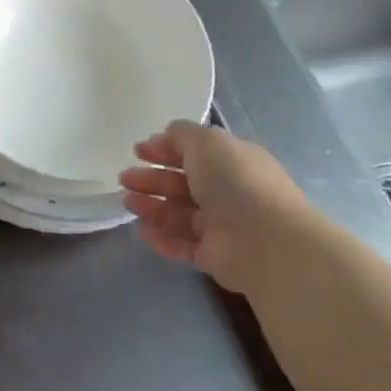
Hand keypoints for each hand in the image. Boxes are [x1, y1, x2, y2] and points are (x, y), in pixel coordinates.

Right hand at [118, 120, 312, 281]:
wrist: (266, 242)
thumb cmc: (236, 182)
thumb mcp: (207, 143)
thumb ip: (183, 135)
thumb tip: (166, 135)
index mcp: (233, 161)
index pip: (195, 152)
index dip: (165, 149)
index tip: (138, 150)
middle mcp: (229, 192)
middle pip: (183, 183)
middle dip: (152, 179)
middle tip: (124, 178)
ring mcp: (222, 225)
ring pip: (179, 214)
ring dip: (152, 206)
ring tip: (126, 203)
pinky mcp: (214, 256)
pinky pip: (182, 244)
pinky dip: (161, 238)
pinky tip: (141, 232)